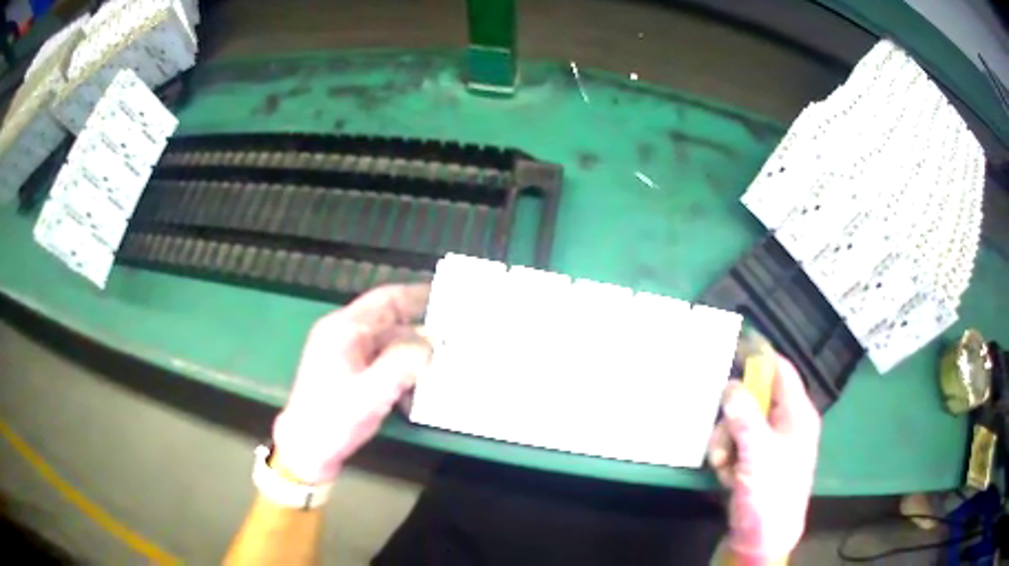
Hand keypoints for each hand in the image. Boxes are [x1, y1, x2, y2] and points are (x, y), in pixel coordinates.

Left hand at [272, 284, 431, 483]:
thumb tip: (430, 343)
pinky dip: (401, 365)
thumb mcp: (371, 393)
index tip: (450, 295)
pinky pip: (381, 358)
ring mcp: (345, 352)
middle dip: (420, 324)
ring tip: (444, 357)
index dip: (418, 294)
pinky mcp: (348, 371)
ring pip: (387, 341)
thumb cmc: (333, 419)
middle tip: (455, 331)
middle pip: (389, 319)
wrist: (306, 448)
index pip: (386, 299)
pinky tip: (418, 381)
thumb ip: (403, 364)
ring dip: (412, 348)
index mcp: (344, 329)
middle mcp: (343, 333)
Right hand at [707, 355, 820, 561]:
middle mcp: (785, 423)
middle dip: (732, 418)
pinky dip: (727, 457)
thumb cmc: (771, 492)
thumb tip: (730, 385)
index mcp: (796, 414)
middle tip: (722, 438)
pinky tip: (729, 476)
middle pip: (754, 398)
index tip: (734, 346)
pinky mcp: (757, 460)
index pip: (781, 371)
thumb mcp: (757, 453)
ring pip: (740, 423)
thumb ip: (744, 416)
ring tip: (724, 466)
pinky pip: (736, 444)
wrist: (765, 536)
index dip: (760, 356)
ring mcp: (771, 443)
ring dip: (725, 442)